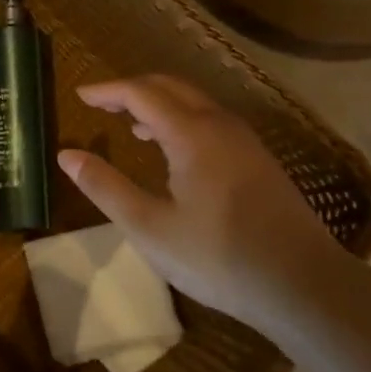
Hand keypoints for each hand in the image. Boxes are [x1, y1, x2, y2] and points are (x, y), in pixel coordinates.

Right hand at [57, 74, 356, 332]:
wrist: (303, 284)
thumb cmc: (218, 257)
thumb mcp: (150, 228)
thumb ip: (106, 188)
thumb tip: (67, 155)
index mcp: (191, 133)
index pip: (141, 93)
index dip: (107, 90)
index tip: (80, 94)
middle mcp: (219, 124)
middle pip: (170, 87)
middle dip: (132, 89)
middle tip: (101, 104)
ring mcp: (245, 141)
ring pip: (195, 103)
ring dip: (159, 104)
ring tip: (132, 126)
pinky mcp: (259, 160)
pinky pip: (212, 121)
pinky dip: (183, 120)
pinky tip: (175, 153)